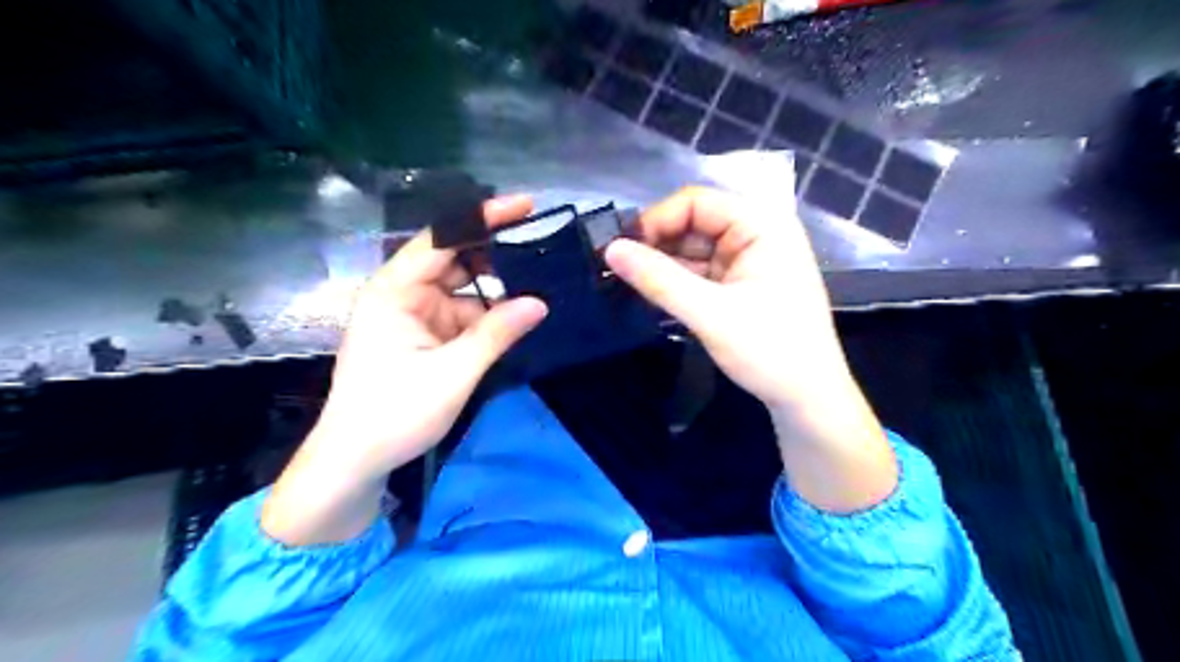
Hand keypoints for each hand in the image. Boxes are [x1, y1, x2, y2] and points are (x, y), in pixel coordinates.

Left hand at [313, 195, 552, 481]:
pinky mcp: (425, 335)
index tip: (526, 206)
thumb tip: (541, 302)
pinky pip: (462, 314)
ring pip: (463, 288)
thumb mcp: (453, 373)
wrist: (356, 461)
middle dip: (496, 253)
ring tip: (541, 281)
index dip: (483, 218)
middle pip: (454, 259)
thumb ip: (497, 334)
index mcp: (395, 291)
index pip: (441, 238)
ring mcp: (415, 315)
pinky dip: (489, 315)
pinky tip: (518, 316)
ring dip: (497, 289)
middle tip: (543, 246)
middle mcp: (403, 293)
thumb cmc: (394, 414)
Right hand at [607, 185, 849, 411]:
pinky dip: (676, 282)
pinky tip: (652, 294)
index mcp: (762, 225)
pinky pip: (701, 272)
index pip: (697, 202)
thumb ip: (659, 280)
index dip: (656, 221)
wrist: (808, 400)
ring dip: (663, 265)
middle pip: (693, 224)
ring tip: (626, 283)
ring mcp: (749, 260)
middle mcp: (757, 233)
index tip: (621, 250)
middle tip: (617, 270)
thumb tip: (609, 249)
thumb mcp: (710, 314)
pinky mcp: (741, 285)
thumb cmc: (770, 351)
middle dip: (657, 245)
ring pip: (693, 250)